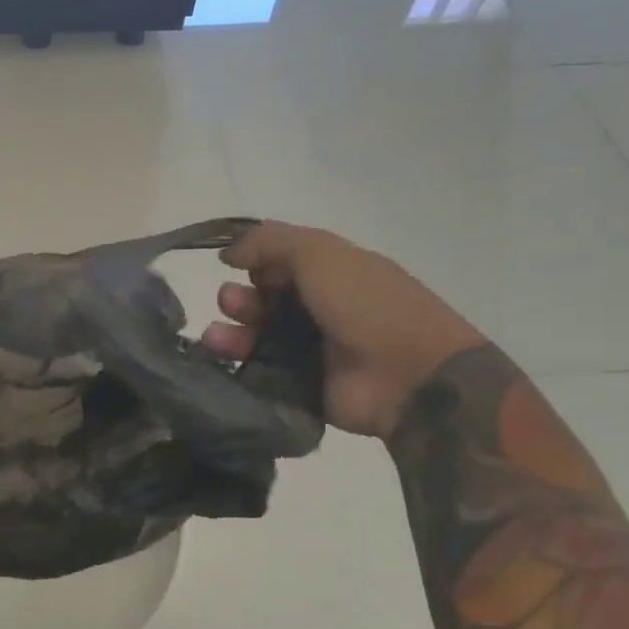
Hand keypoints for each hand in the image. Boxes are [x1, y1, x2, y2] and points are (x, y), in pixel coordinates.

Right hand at [203, 223, 484, 438]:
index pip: (278, 263)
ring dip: (230, 330)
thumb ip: (270, 242)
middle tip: (233, 305)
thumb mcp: (321, 253)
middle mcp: (318, 310)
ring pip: (254, 336)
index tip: (238, 266)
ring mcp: (310, 351)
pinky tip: (219, 357)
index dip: (255, 262)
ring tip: (217, 337)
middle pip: (261, 300)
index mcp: (330, 274)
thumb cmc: (368, 305)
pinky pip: (257, 372)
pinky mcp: (300, 387)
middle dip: (238, 298)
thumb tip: (226, 252)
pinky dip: (236, 364)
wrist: (411, 377)